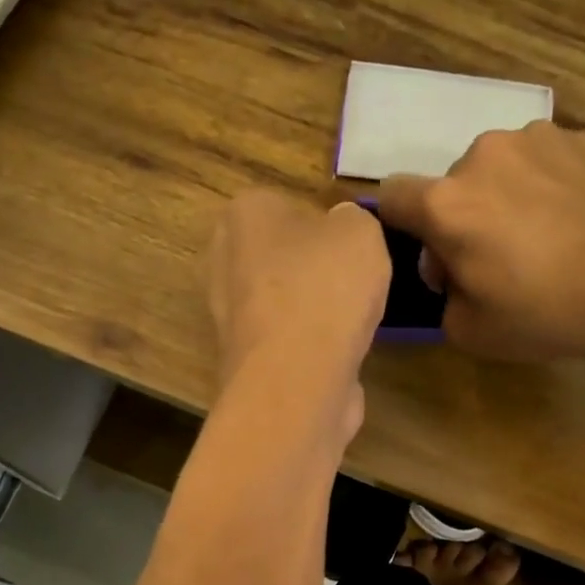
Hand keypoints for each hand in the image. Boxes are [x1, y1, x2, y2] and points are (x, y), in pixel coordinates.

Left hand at [209, 189, 389, 390]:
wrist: (297, 379)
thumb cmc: (325, 288)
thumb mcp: (361, 231)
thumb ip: (352, 220)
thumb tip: (342, 233)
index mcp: (244, 213)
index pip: (289, 206)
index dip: (327, 227)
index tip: (353, 250)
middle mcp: (224, 260)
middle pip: (282, 257)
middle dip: (315, 271)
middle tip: (355, 285)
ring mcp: (229, 316)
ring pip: (284, 303)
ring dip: (314, 313)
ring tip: (351, 324)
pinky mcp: (243, 360)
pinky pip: (286, 343)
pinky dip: (309, 348)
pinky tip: (336, 355)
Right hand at [378, 122, 584, 361]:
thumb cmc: (545, 312)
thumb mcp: (469, 331)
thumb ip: (441, 294)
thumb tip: (450, 268)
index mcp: (446, 204)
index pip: (392, 195)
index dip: (401, 225)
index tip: (432, 254)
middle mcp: (481, 156)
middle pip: (450, 186)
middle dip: (461, 219)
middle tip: (496, 260)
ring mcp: (534, 138)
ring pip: (497, 170)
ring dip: (503, 198)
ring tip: (542, 236)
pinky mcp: (579, 137)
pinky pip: (541, 162)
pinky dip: (545, 186)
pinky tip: (573, 220)